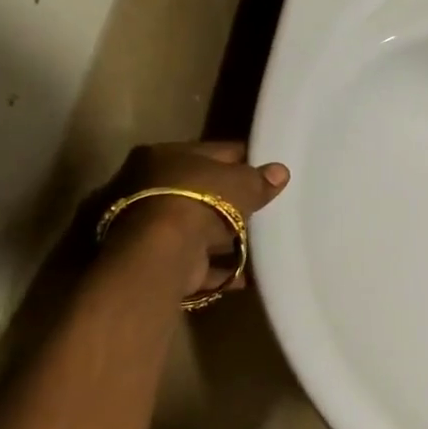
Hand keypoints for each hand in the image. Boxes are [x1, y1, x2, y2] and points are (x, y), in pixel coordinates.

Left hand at [107, 141, 289, 295]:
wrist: (162, 253)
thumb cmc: (199, 202)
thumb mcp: (239, 183)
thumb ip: (259, 179)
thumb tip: (280, 172)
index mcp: (164, 155)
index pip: (212, 153)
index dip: (243, 162)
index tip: (269, 173)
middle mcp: (148, 187)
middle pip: (201, 192)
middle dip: (231, 203)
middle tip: (264, 210)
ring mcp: (149, 227)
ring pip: (197, 229)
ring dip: (224, 239)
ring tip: (259, 245)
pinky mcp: (156, 260)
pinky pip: (196, 262)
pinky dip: (218, 268)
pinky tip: (245, 275)